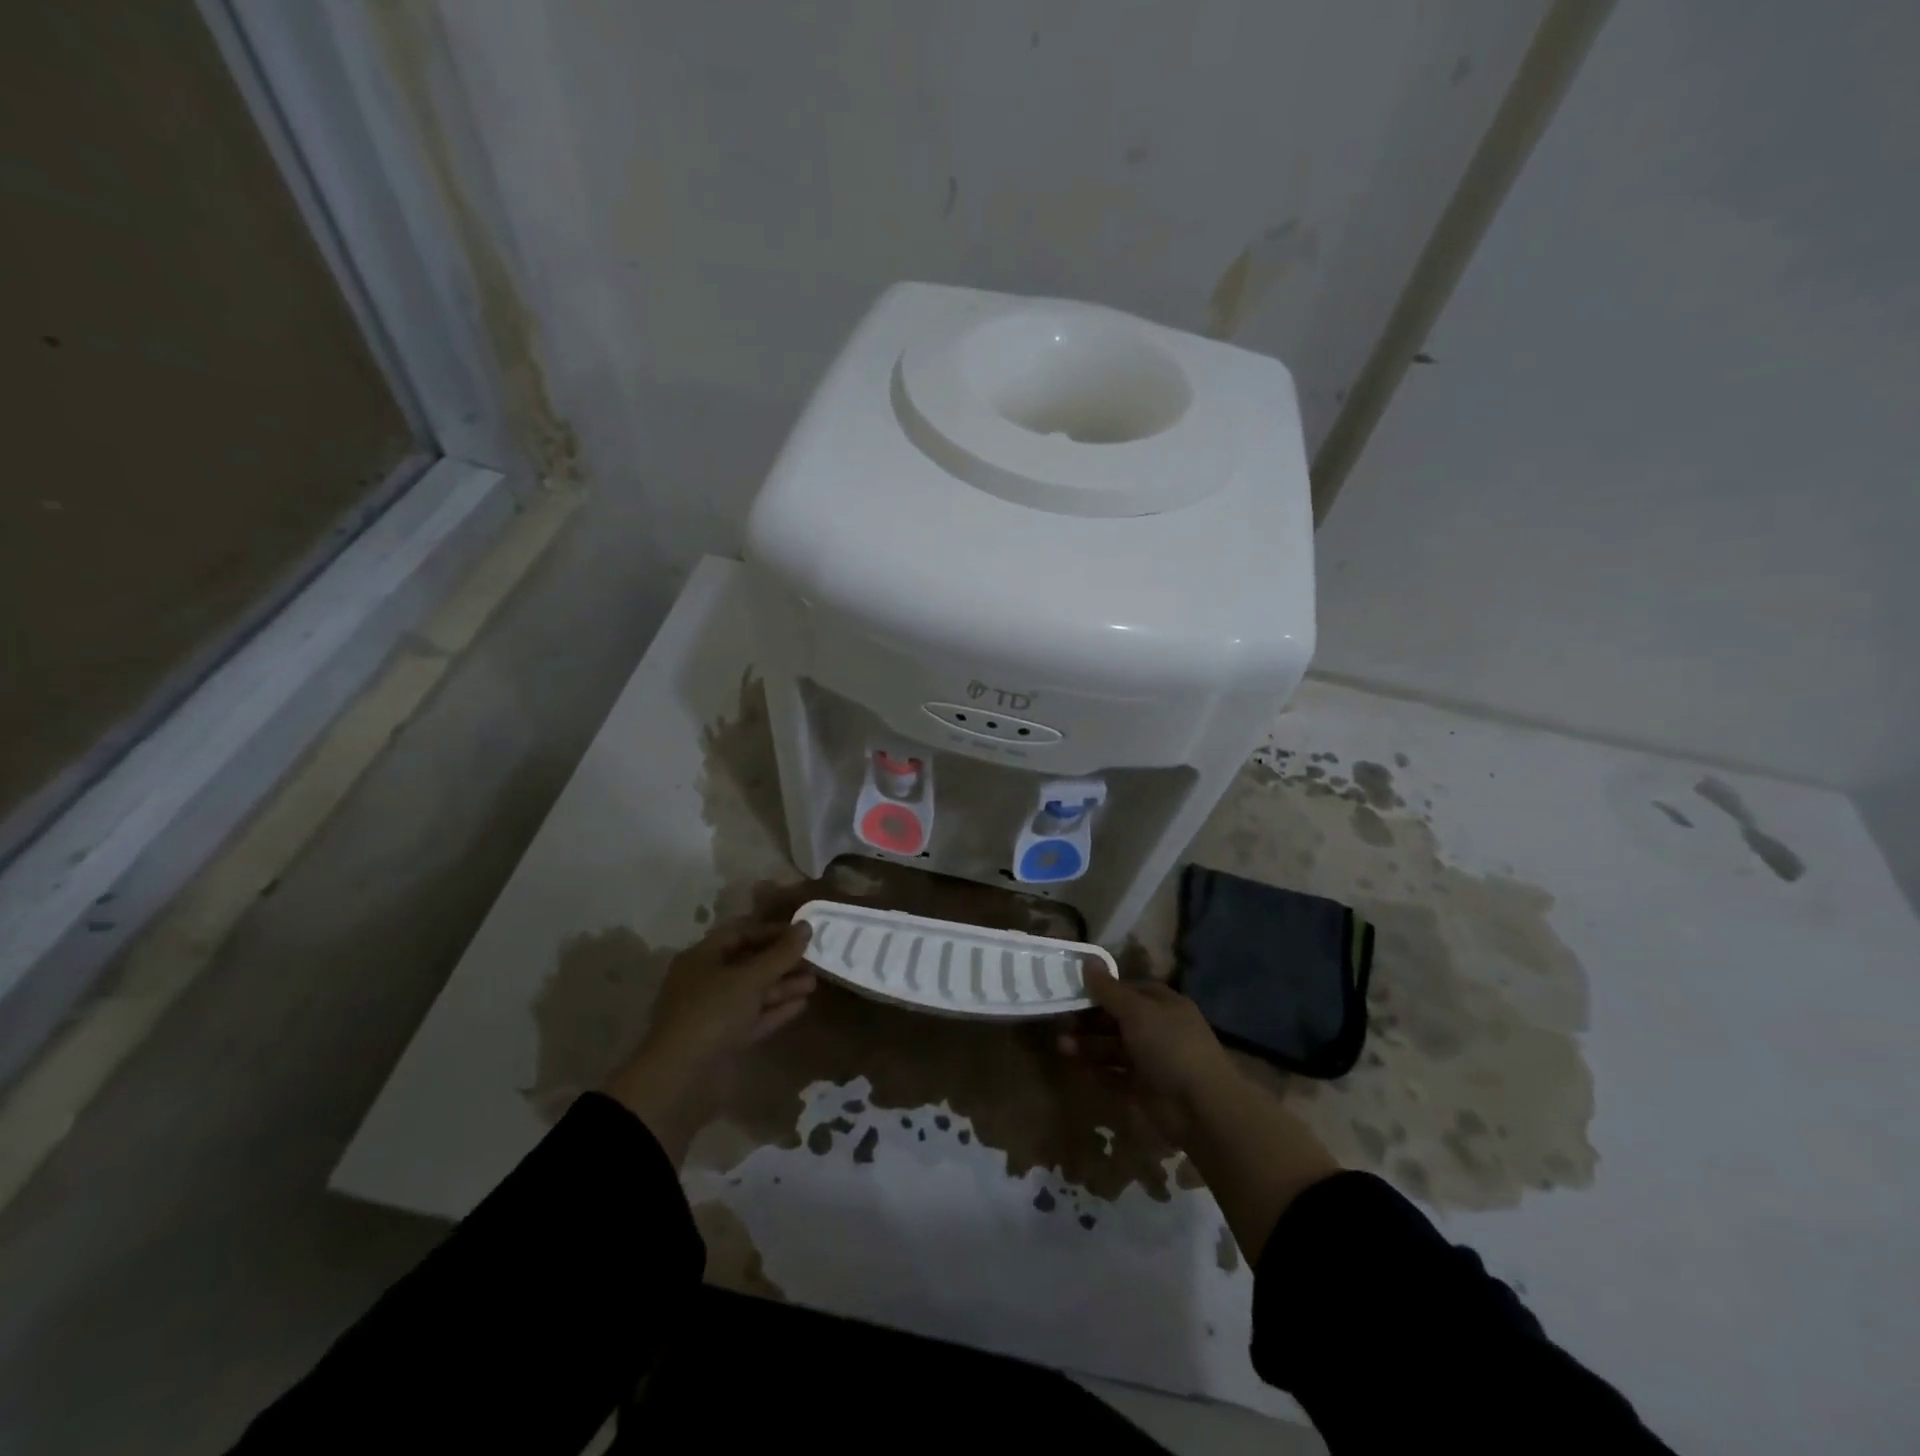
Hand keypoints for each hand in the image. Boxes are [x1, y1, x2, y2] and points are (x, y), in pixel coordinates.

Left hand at [602, 921, 815, 1161]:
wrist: (681, 1080)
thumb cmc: (712, 1013)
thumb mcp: (750, 978)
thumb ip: (781, 953)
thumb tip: (806, 927)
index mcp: (701, 959)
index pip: (740, 934)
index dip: (771, 931)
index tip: (802, 933)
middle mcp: (705, 982)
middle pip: (748, 964)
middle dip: (781, 961)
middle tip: (814, 959)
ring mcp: (713, 1013)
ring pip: (753, 993)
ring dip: (782, 986)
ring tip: (815, 982)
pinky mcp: (724, 1040)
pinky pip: (753, 1018)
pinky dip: (776, 1010)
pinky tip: (802, 1004)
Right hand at [1063, 962, 1338, 1263]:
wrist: (1202, 1108)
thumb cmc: (1170, 1046)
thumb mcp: (1137, 1011)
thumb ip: (1109, 989)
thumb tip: (1088, 959)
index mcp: (1162, 1004)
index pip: (1127, 990)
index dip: (1101, 990)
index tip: (1072, 990)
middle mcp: (1157, 1029)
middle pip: (1116, 1019)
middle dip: (1088, 1020)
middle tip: (1060, 1021)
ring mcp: (1151, 1060)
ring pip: (1113, 1047)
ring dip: (1088, 1045)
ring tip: (1062, 1045)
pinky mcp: (1144, 1088)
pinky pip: (1115, 1075)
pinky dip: (1098, 1069)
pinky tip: (1077, 1066)